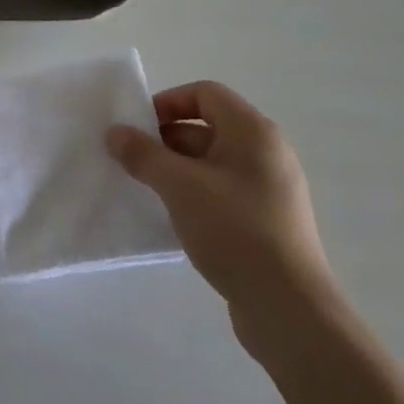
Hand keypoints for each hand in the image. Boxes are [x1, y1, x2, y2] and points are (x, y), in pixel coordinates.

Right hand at [106, 82, 338, 348]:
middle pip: (207, 127)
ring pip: (212, 163)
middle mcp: (266, 152)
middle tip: (134, 162)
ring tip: (148, 191)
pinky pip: (223, 192)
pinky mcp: (267, 221)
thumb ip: (143, 154)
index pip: (205, 93)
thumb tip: (114, 132)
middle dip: (166, 140)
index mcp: (253, 131)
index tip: (139, 129)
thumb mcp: (179, 186)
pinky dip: (195, 195)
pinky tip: (174, 219)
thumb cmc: (235, 230)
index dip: (168, 103)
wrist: (289, 310)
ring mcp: (270, 189)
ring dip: (177, 170)